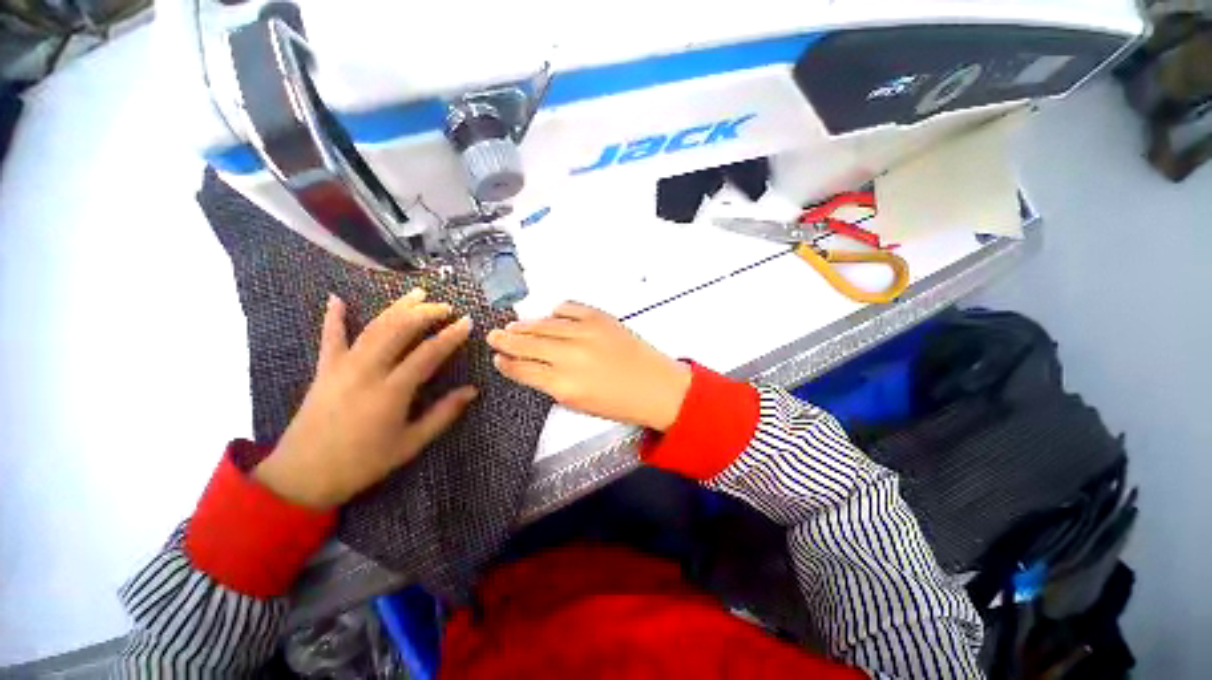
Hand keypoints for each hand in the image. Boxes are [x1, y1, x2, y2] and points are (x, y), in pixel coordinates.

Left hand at [252, 289, 477, 508]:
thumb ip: (443, 414)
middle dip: (425, 313)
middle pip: (399, 330)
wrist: (302, 476)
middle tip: (446, 307)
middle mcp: (367, 371)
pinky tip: (337, 299)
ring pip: (373, 327)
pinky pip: (330, 338)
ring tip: (417, 294)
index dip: (451, 336)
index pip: (428, 353)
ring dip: (397, 308)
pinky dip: (334, 317)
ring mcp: (342, 367)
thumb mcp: (411, 443)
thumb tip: (472, 391)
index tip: (467, 323)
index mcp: (392, 391)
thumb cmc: (363, 463)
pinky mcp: (324, 370)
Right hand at [486, 301, 690, 430]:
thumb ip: (552, 386)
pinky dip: (556, 311)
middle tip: (493, 335)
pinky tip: (549, 315)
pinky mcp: (600, 317)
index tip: (497, 358)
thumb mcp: (579, 405)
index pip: (524, 370)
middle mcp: (570, 355)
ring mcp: (586, 332)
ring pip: (544, 324)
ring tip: (512, 326)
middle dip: (506, 340)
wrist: (657, 386)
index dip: (507, 363)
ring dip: (525, 325)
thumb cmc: (620, 404)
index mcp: (564, 385)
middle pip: (528, 344)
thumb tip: (533, 370)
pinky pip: (569, 308)